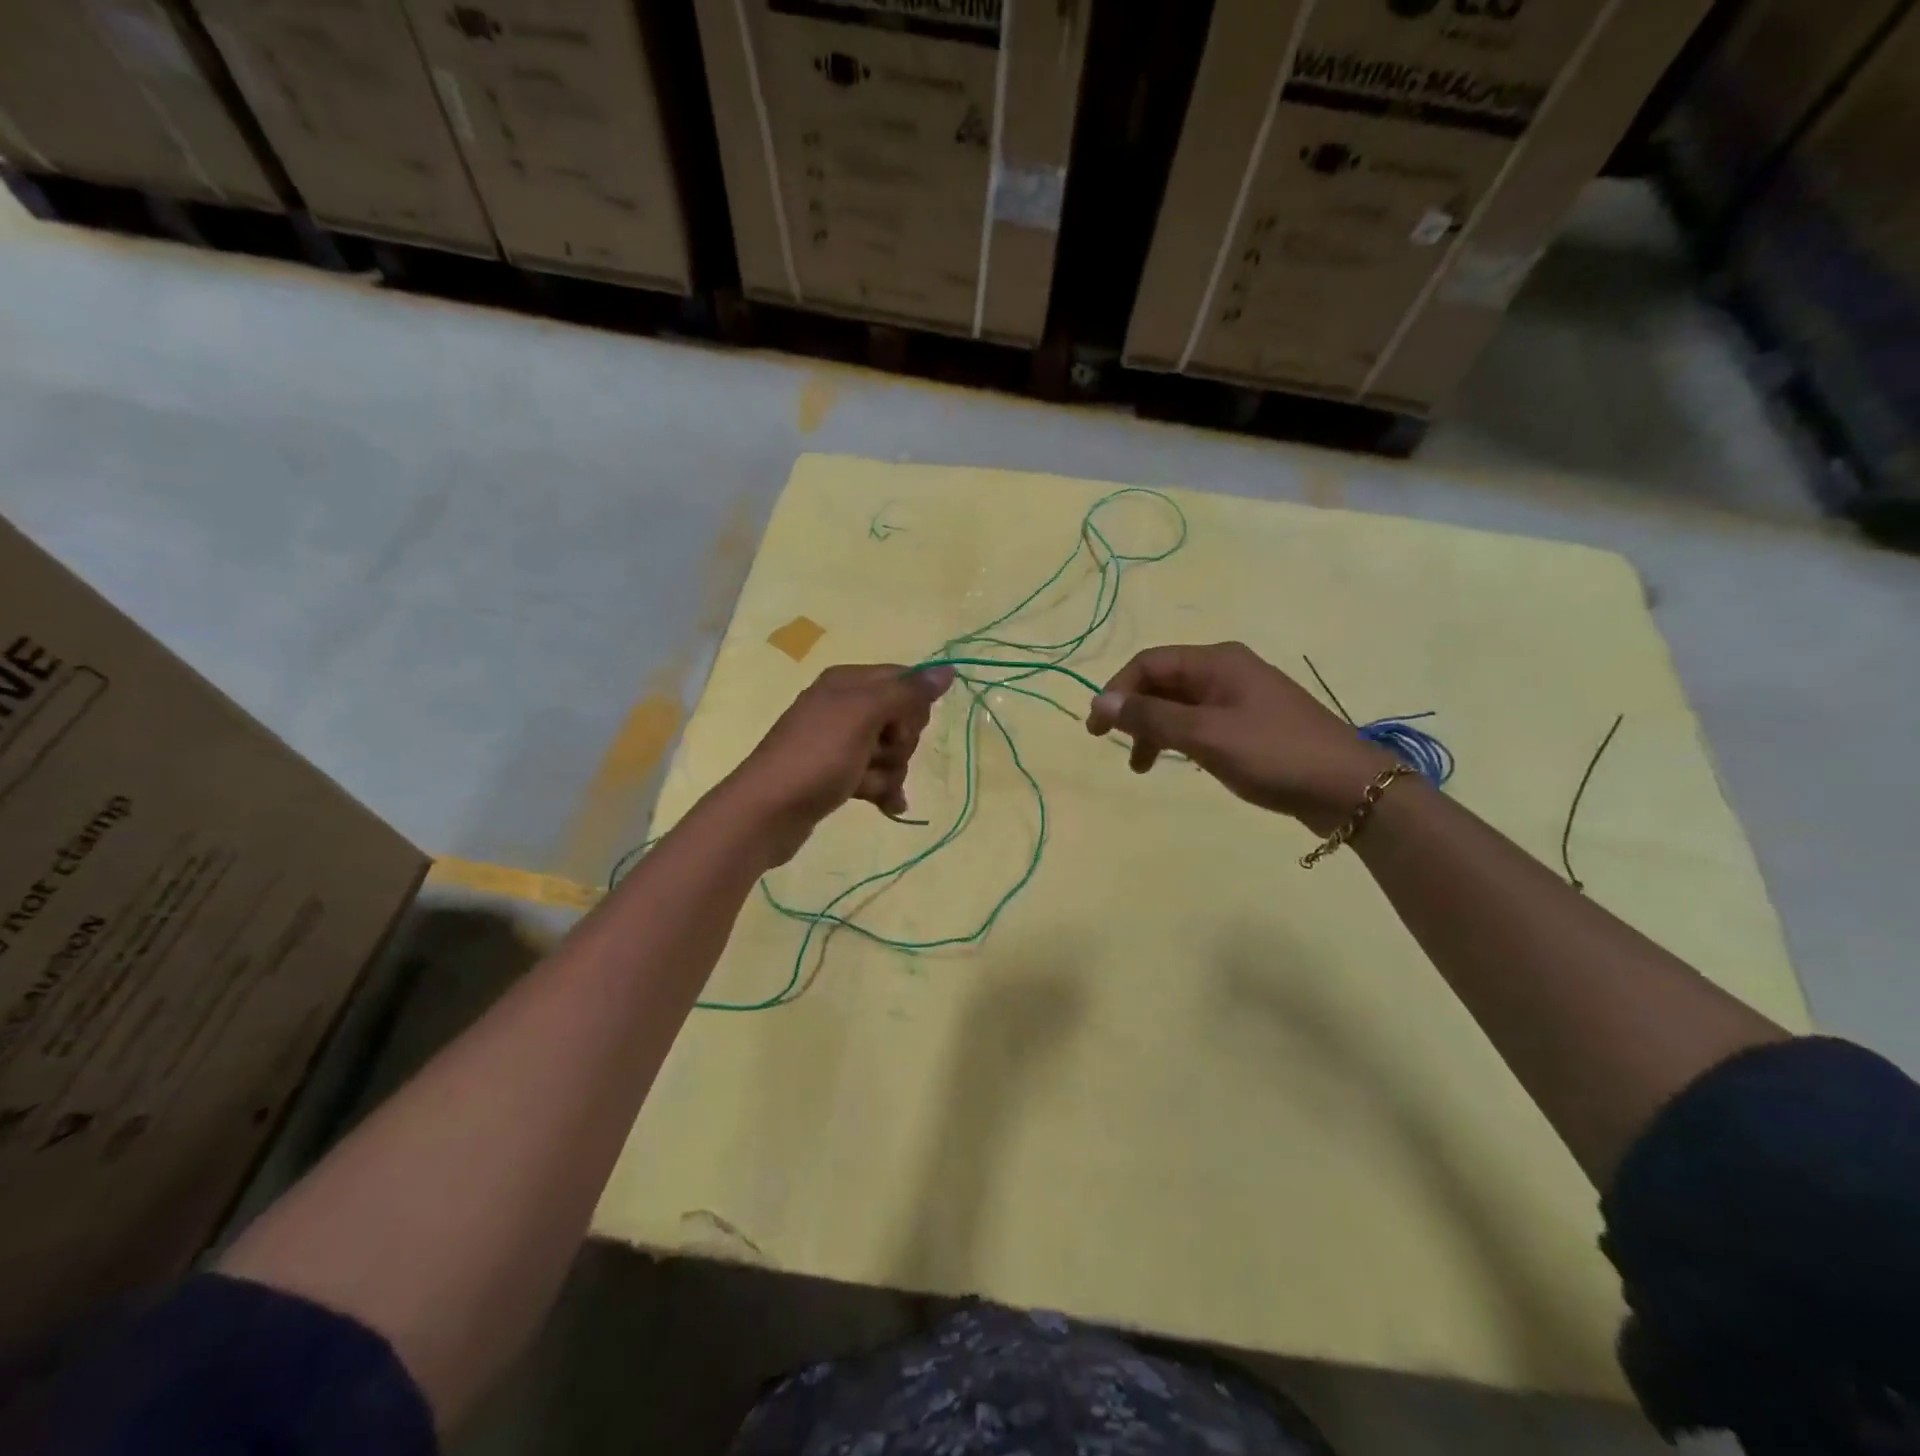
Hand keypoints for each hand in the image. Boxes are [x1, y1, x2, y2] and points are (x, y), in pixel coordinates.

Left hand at [720, 663, 954, 863]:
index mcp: (847, 682)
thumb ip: (907, 693)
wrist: (765, 811)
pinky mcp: (837, 775)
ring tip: (869, 787)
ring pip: (890, 751)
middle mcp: (843, 706)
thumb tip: (947, 670)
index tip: (902, 727)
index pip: (902, 680)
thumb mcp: (864, 716)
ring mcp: (839, 743)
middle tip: (878, 754)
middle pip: (899, 718)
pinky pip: (875, 776)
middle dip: (900, 743)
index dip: (912, 705)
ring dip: (889, 772)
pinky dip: (883, 790)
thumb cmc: (817, 756)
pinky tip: (887, 807)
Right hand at [1085, 642, 1393, 830]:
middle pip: (1163, 682)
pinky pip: (1200, 722)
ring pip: (1180, 705)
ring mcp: (1241, 697)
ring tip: (1141, 767)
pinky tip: (1177, 762)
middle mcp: (1226, 670)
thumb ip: (1151, 717)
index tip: (1096, 728)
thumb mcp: (1205, 735)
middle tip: (1113, 747)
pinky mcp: (1251, 723)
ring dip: (1154, 729)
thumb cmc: (1273, 753)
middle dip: (1134, 712)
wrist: (1349, 787)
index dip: (1117, 691)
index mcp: (1216, 661)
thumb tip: (1100, 702)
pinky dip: (1179, 739)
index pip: (1148, 663)